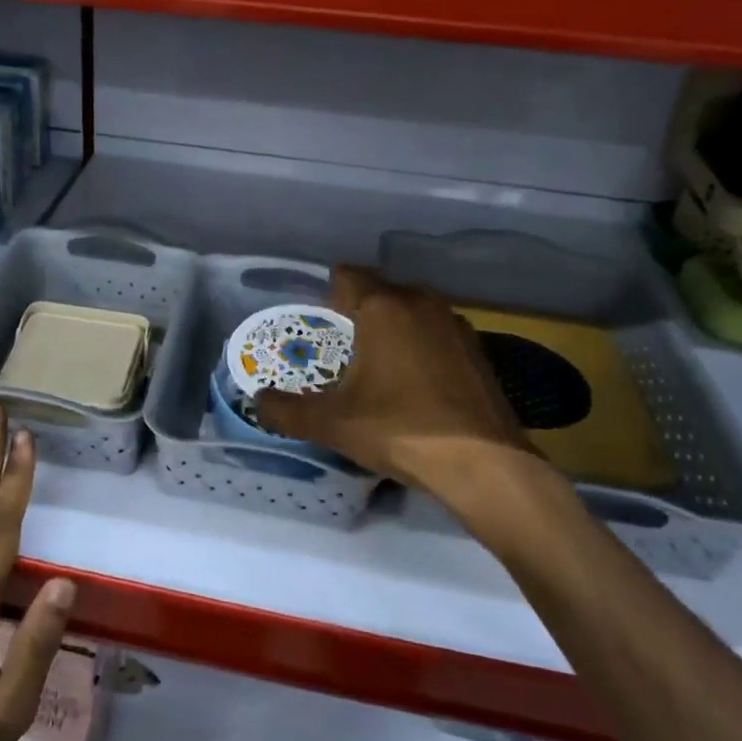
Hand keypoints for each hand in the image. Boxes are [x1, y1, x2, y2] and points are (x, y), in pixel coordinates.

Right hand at [254, 266, 555, 515]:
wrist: (484, 465)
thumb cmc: (399, 430)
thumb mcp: (331, 424)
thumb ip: (286, 410)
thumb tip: (257, 401)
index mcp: (383, 307)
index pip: (347, 275)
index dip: (327, 295)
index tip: (318, 325)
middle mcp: (421, 303)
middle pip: (380, 292)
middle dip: (358, 314)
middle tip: (340, 350)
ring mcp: (455, 325)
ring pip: (411, 312)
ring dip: (392, 330)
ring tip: (376, 368)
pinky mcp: (478, 351)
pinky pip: (436, 335)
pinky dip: (421, 349)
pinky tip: (415, 386)